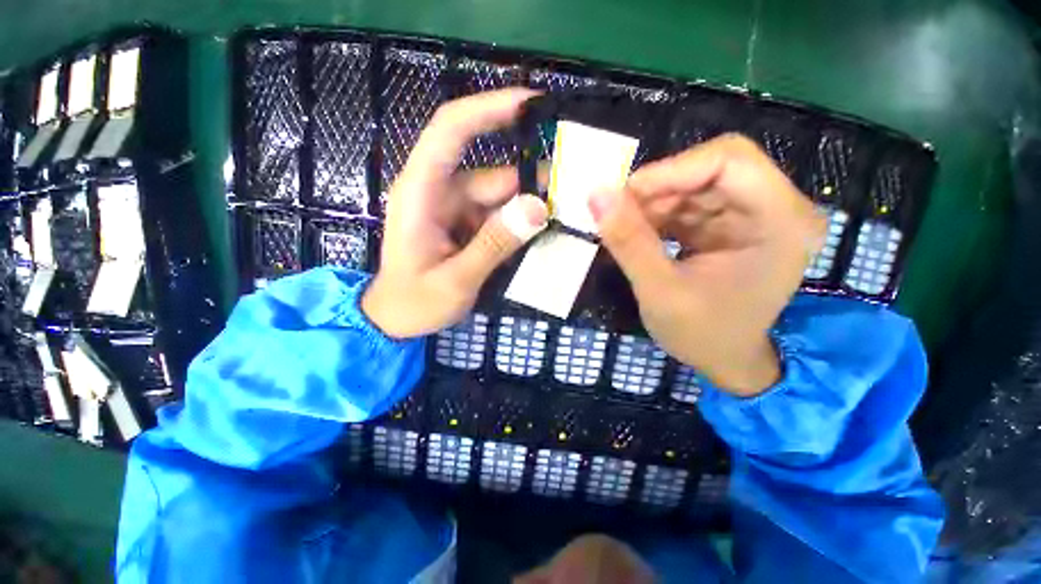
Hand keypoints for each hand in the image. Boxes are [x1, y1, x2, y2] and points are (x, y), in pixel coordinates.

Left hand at [362, 89, 548, 338]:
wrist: (396, 320)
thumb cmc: (414, 302)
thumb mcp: (455, 280)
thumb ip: (494, 245)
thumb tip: (537, 209)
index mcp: (421, 192)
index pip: (451, 130)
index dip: (489, 108)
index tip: (533, 102)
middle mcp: (440, 192)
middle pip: (493, 174)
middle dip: (532, 182)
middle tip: (575, 194)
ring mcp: (455, 209)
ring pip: (501, 197)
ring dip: (531, 207)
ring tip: (567, 220)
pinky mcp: (467, 225)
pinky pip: (500, 216)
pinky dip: (521, 223)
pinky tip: (544, 234)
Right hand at [589, 134, 824, 395]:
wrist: (725, 360)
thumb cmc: (702, 335)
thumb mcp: (659, 291)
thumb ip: (629, 242)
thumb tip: (596, 195)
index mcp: (782, 222)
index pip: (729, 161)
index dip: (671, 169)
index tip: (624, 195)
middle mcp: (778, 208)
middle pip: (711, 168)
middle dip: (659, 188)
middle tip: (619, 214)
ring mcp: (755, 214)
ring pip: (695, 183)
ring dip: (654, 202)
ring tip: (626, 229)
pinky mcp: (732, 223)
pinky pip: (690, 201)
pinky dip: (659, 213)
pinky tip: (640, 234)